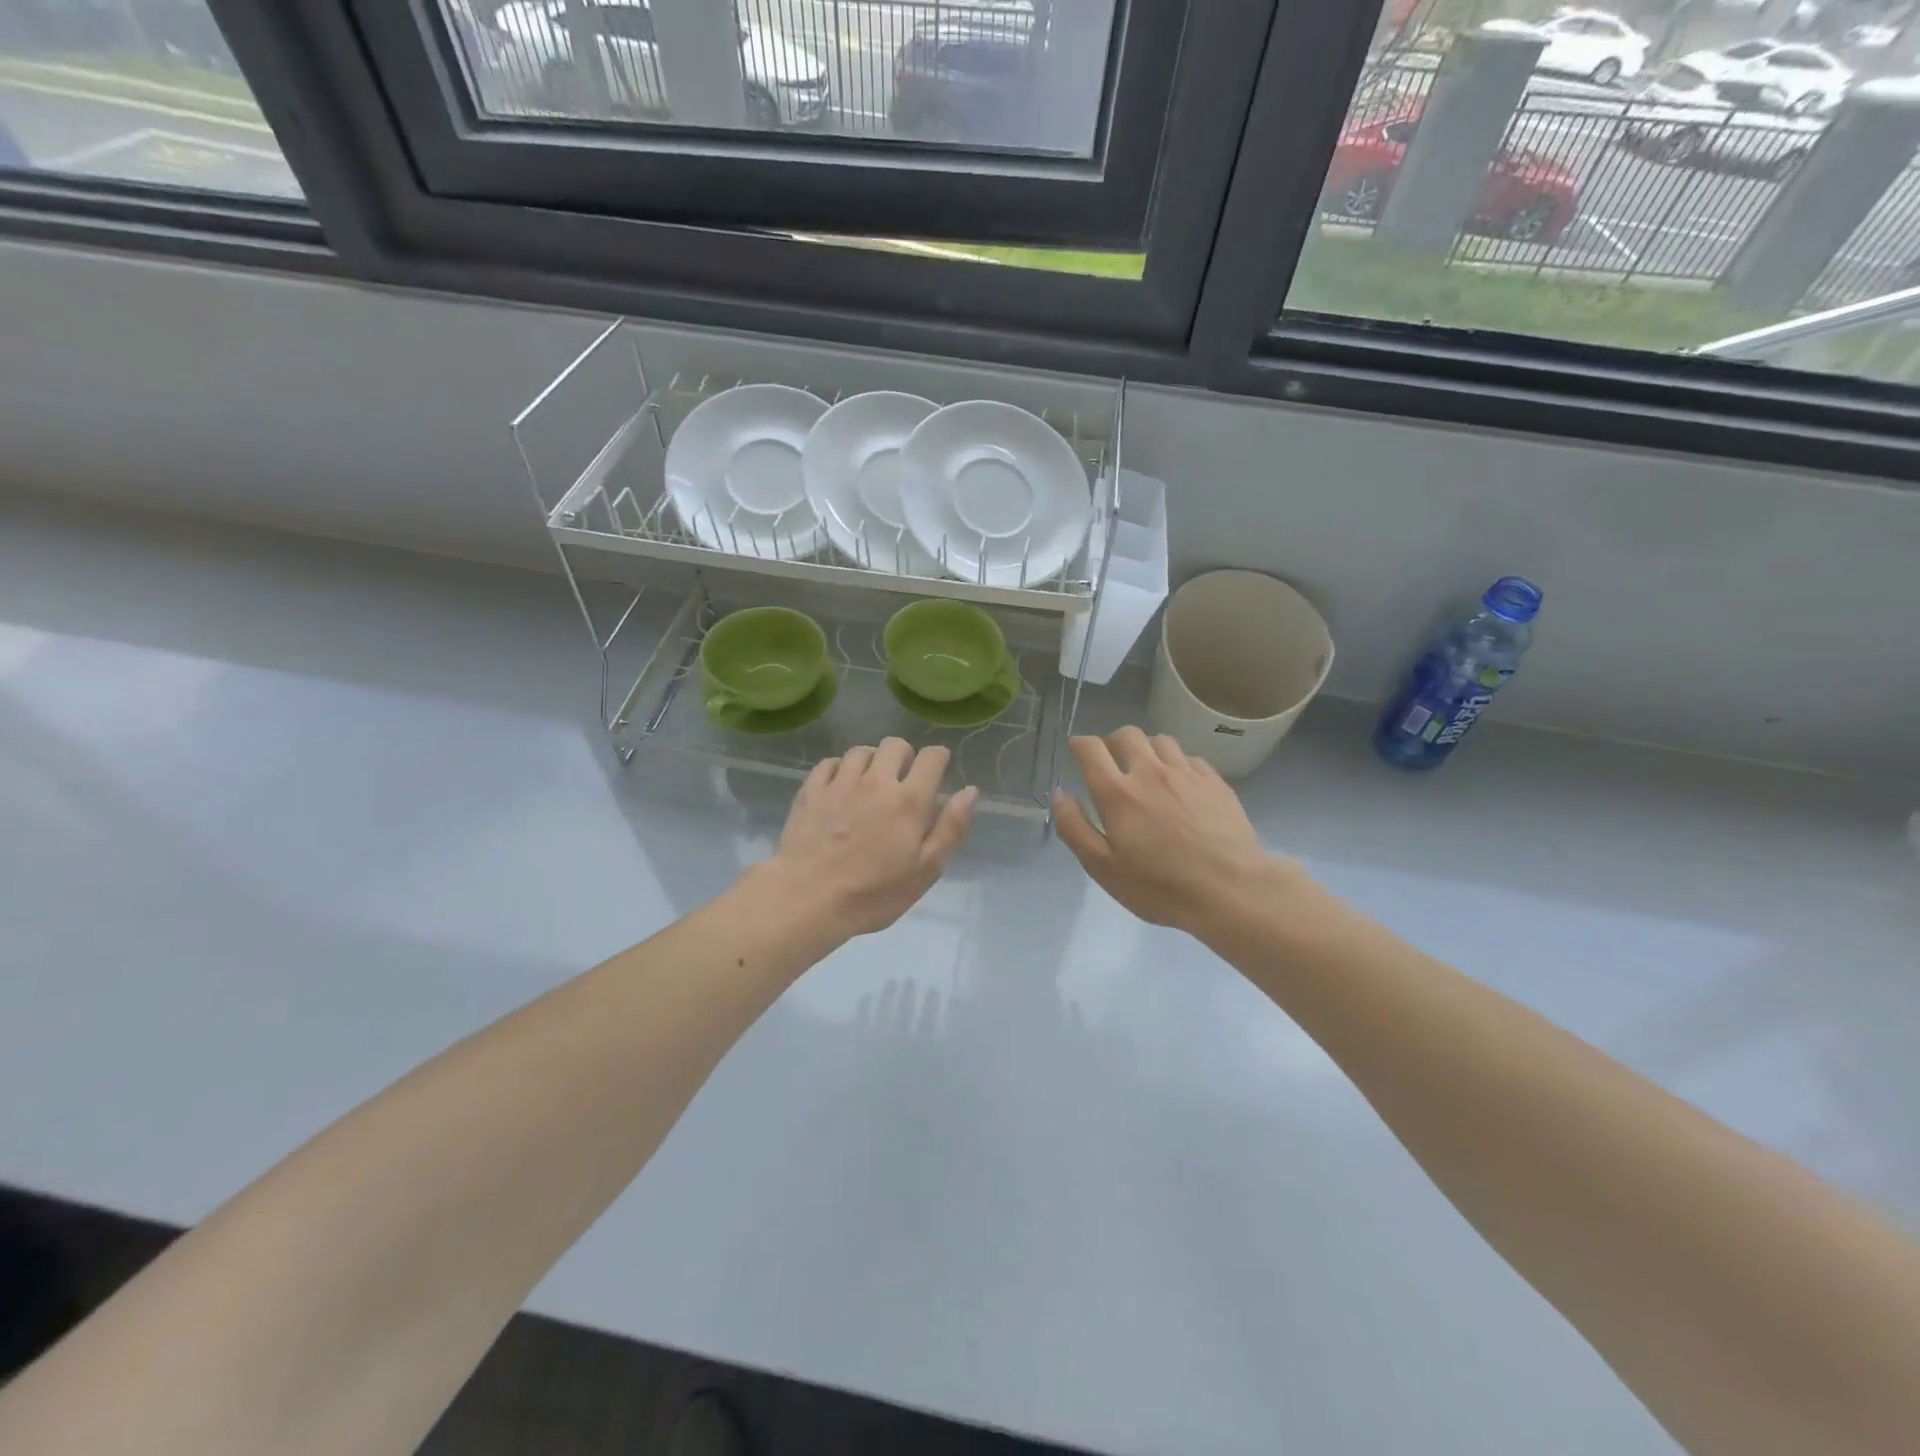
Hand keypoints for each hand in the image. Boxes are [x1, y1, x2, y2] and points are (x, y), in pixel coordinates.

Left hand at [769, 738, 977, 938]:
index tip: (937, 772)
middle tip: (903, 780)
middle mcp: (876, 780)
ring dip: (872, 761)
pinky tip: (840, 786)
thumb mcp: (926, 869)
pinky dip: (839, 768)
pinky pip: (829, 763)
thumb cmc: (874, 892)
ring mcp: (840, 783)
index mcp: (909, 799)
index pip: (932, 757)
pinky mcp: (811, 791)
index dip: (938, 759)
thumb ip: (951, 827)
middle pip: (895, 744)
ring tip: (870, 783)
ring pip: (861, 751)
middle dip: (904, 755)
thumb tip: (970, 791)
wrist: (808, 899)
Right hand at [1053, 728, 1287, 932]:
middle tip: (1111, 762)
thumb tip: (1059, 794)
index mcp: (1117, 792)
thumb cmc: (1160, 886)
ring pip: (1160, 741)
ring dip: (1146, 750)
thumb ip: (1075, 828)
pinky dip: (1177, 764)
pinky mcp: (1215, 782)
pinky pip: (1189, 758)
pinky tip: (1179, 785)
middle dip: (1112, 742)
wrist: (1232, 891)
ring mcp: (1186, 774)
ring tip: (1146, 771)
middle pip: (1126, 734)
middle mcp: (1150, 772)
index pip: (1091, 748)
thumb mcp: (1103, 868)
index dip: (1079, 744)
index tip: (1076, 751)